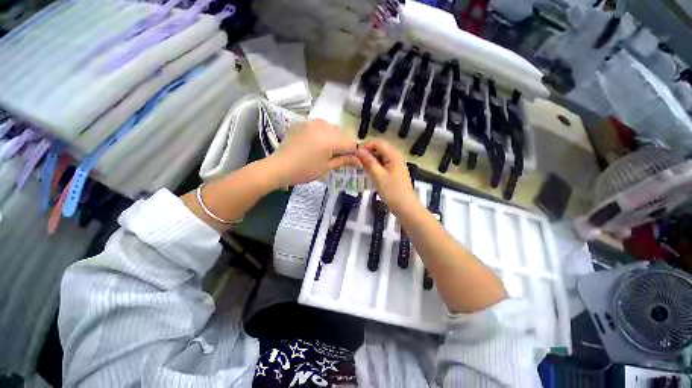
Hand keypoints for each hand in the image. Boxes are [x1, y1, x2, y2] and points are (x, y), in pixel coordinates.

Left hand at [269, 119, 359, 185]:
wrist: (279, 166)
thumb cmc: (305, 170)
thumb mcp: (327, 167)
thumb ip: (344, 161)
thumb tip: (359, 162)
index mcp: (331, 139)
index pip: (351, 143)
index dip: (354, 153)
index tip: (352, 162)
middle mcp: (324, 126)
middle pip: (342, 135)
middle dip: (343, 145)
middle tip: (337, 158)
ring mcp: (312, 122)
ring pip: (331, 129)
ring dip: (333, 138)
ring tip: (325, 151)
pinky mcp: (303, 123)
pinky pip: (319, 126)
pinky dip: (322, 134)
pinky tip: (315, 144)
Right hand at [355, 139, 419, 214]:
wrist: (406, 207)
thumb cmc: (392, 191)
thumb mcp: (378, 176)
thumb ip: (368, 162)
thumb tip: (358, 150)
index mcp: (394, 155)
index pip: (378, 142)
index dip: (366, 145)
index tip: (355, 154)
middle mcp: (396, 157)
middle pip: (380, 148)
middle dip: (367, 152)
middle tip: (356, 161)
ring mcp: (395, 165)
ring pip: (380, 156)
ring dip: (370, 159)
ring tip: (360, 166)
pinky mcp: (394, 172)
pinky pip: (383, 164)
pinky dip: (375, 166)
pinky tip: (368, 172)